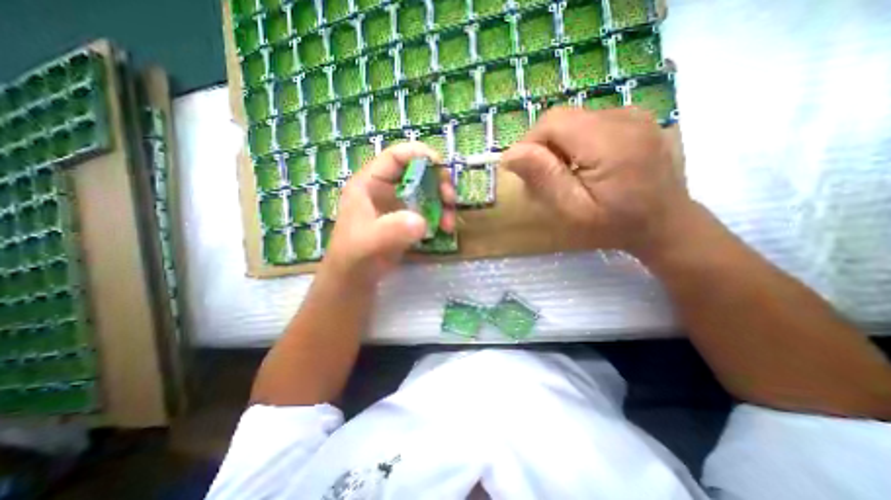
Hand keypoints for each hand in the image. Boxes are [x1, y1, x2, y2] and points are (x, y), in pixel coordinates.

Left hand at [323, 143, 458, 283]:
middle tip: (450, 200)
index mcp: (370, 183)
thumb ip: (391, 231)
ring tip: (449, 224)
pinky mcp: (407, 218)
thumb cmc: (354, 257)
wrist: (355, 279)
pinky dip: (441, 216)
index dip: (420, 155)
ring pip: (427, 190)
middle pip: (418, 171)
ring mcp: (397, 204)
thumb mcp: (369, 243)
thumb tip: (422, 221)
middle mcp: (385, 188)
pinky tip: (444, 230)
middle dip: (438, 182)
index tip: (442, 170)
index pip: (396, 156)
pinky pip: (429, 208)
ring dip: (443, 203)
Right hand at [501, 106, 686, 256]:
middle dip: (544, 146)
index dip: (530, 143)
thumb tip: (510, 153)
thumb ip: (544, 178)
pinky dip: (576, 141)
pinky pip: (590, 121)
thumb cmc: (616, 224)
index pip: (552, 121)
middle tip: (547, 179)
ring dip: (559, 145)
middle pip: (562, 118)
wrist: (665, 223)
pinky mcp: (635, 118)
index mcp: (608, 141)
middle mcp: (623, 117)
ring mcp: (633, 114)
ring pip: (574, 119)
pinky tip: (586, 164)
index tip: (529, 172)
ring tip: (568, 174)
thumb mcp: (573, 210)